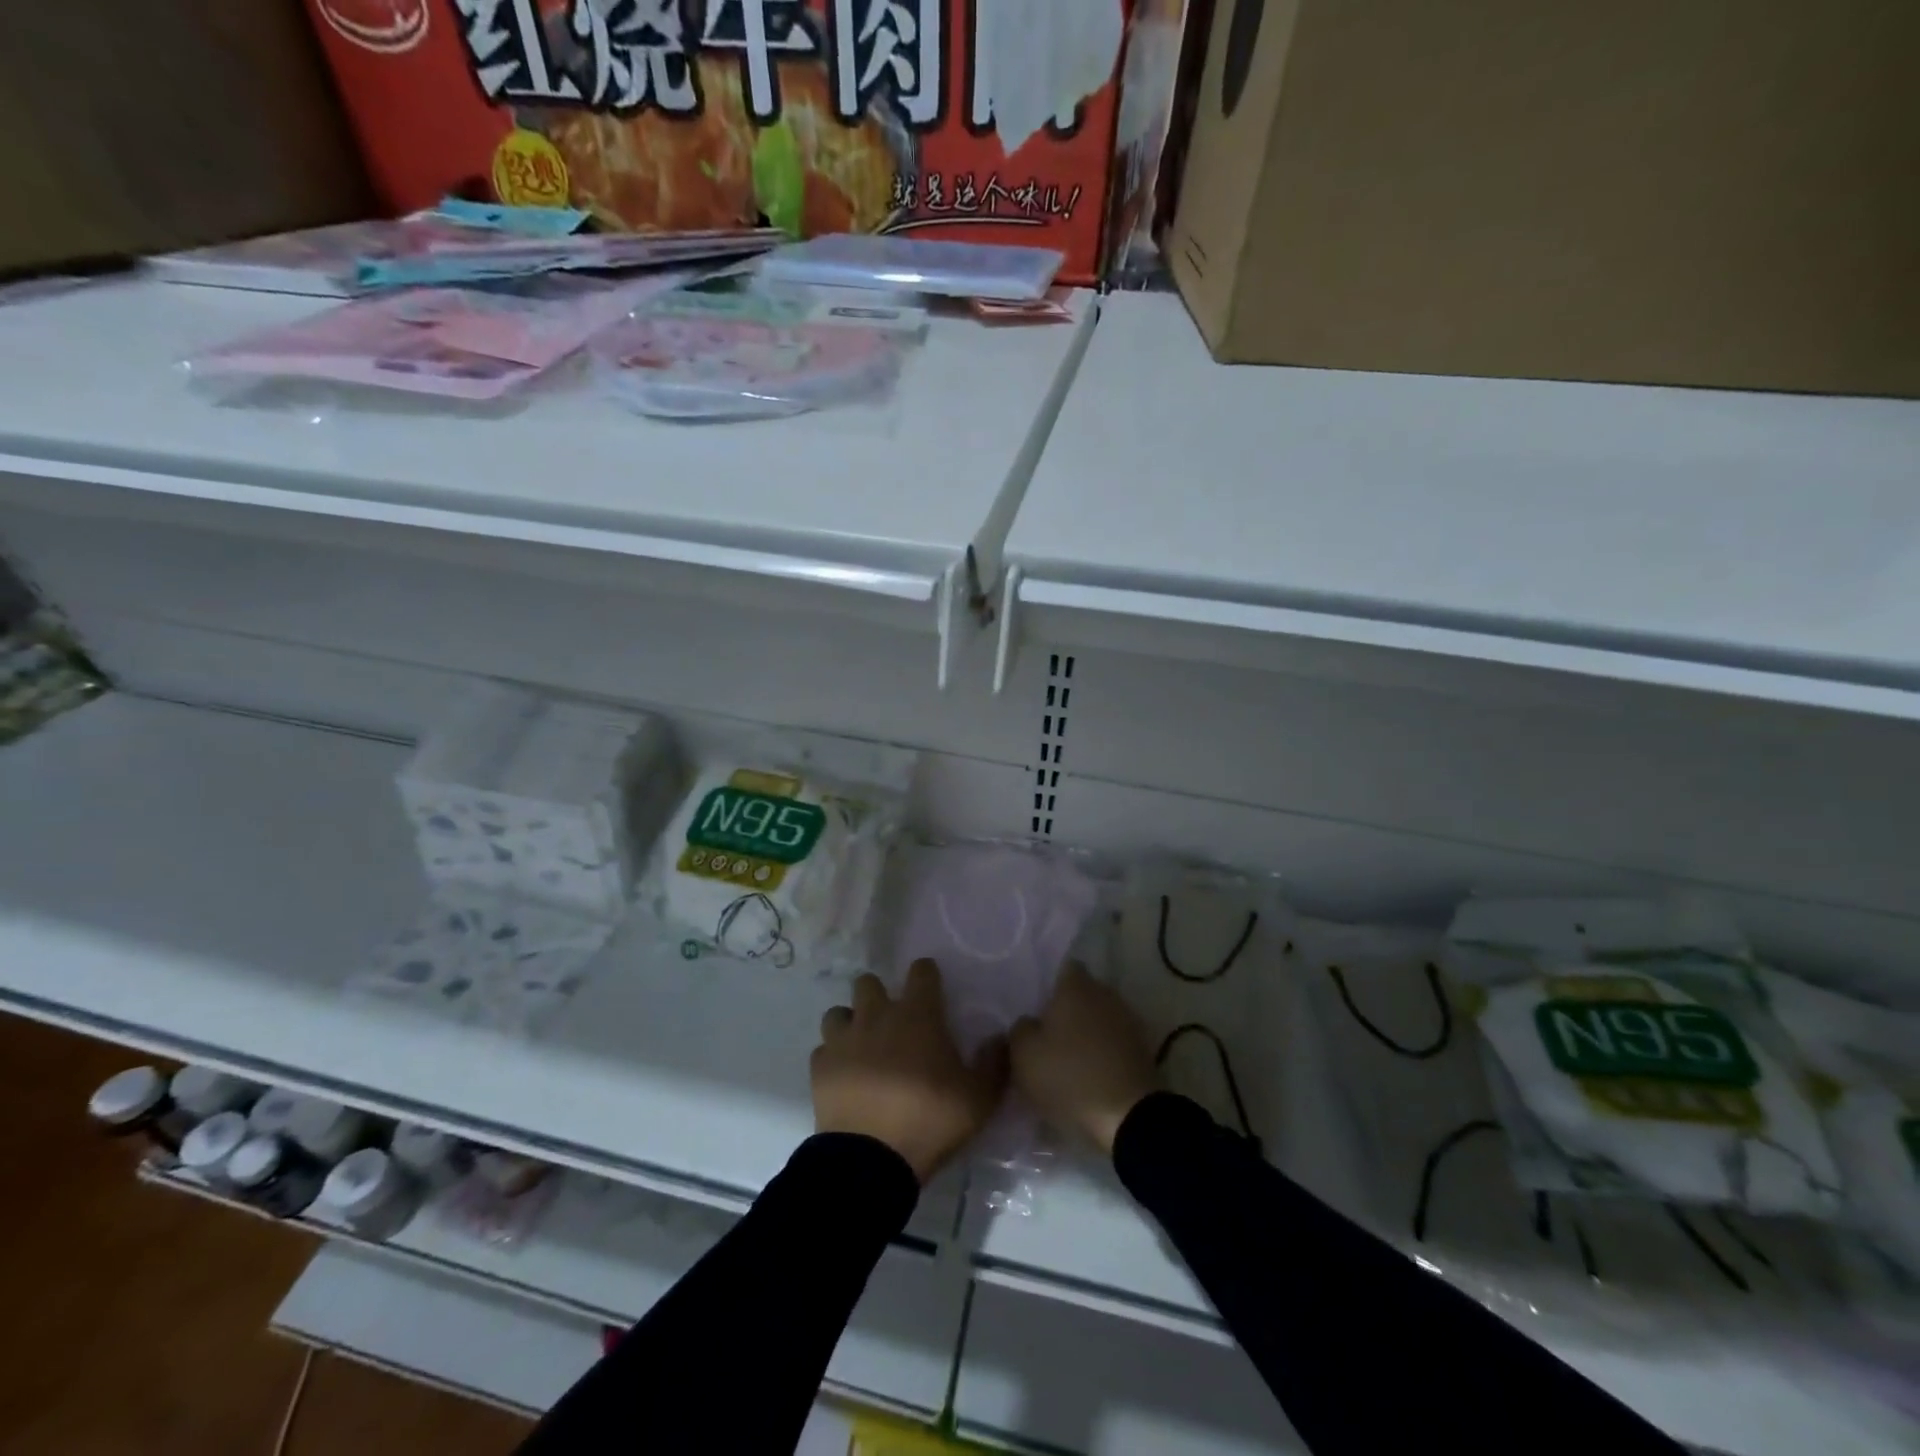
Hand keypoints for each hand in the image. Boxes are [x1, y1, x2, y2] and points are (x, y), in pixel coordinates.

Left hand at [812, 959, 1008, 1183]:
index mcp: (918, 1015)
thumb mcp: (979, 1098)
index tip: (932, 989)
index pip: (921, 972)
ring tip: (862, 1045)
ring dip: (851, 1022)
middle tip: (892, 1021)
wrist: (870, 1160)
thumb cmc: (929, 1120)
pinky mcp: (820, 1067)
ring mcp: (844, 1039)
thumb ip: (994, 1063)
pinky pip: (823, 1049)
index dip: (927, 975)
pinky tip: (844, 1074)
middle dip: (879, 994)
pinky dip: (833, 1057)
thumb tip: (1001, 1038)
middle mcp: (877, 1016)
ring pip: (840, 1012)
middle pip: (869, 982)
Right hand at [1009, 962, 1157, 1154]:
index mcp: (1076, 987)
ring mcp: (1128, 1021)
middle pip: (1083, 993)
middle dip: (1067, 1008)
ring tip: (1069, 1056)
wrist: (1128, 1118)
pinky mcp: (1143, 1050)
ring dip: (1087, 1031)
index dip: (1049, 983)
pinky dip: (1103, 1052)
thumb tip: (1029, 1022)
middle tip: (1047, 1032)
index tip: (1036, 1004)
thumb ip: (1020, 1028)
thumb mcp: (1024, 1055)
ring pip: (1100, 1017)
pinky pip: (1114, 1042)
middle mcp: (1106, 994)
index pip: (1063, 968)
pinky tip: (1090, 1073)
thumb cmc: (1069, 1076)